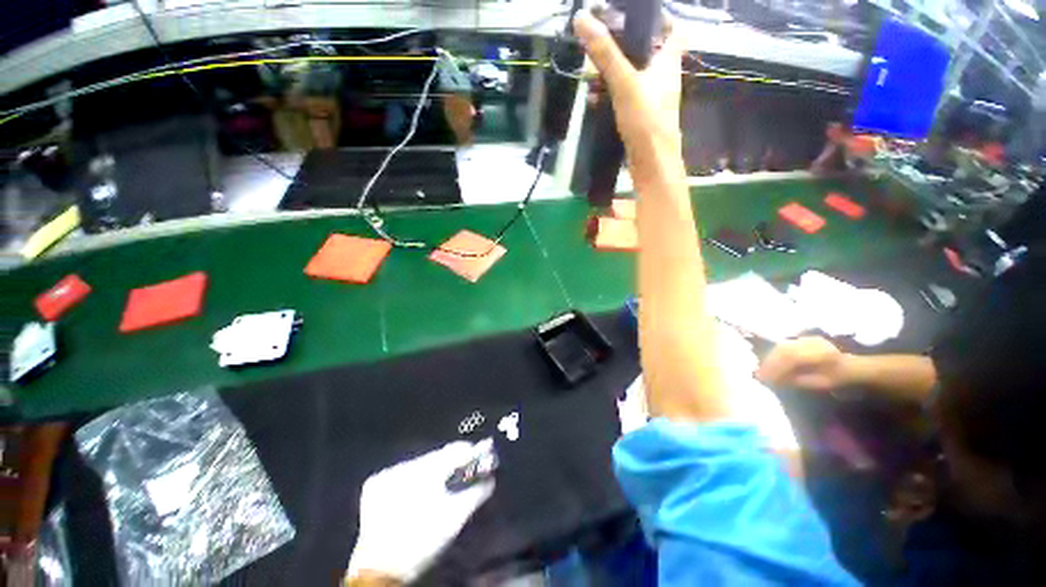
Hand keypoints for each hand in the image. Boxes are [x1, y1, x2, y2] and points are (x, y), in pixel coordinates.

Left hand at [347, 441, 494, 582]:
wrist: (381, 570)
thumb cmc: (423, 543)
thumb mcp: (455, 518)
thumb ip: (476, 493)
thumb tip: (491, 477)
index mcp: (424, 473)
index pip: (454, 450)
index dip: (470, 452)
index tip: (482, 452)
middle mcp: (404, 466)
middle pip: (437, 456)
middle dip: (452, 462)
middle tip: (464, 468)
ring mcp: (387, 474)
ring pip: (420, 463)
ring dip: (434, 470)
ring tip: (442, 482)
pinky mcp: (375, 483)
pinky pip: (403, 472)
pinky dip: (415, 478)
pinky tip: (419, 491)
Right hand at [573, 10, 681, 152]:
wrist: (652, 165)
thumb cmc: (646, 120)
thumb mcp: (625, 83)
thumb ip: (605, 53)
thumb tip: (582, 18)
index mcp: (668, 61)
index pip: (673, 29)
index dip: (659, 19)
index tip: (634, 16)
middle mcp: (664, 78)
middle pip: (647, 52)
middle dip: (624, 47)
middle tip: (601, 45)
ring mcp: (653, 100)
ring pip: (634, 77)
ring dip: (613, 74)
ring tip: (591, 75)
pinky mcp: (642, 118)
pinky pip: (626, 99)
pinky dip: (611, 96)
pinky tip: (594, 101)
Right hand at [755, 337, 849, 391]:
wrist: (850, 366)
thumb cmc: (837, 378)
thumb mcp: (821, 383)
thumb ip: (799, 381)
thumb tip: (775, 381)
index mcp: (821, 353)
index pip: (792, 358)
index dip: (777, 368)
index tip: (765, 378)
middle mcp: (812, 342)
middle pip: (784, 350)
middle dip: (769, 362)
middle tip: (759, 374)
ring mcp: (806, 338)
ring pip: (781, 346)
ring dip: (769, 358)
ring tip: (762, 370)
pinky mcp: (801, 339)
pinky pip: (783, 345)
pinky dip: (774, 354)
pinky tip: (770, 363)